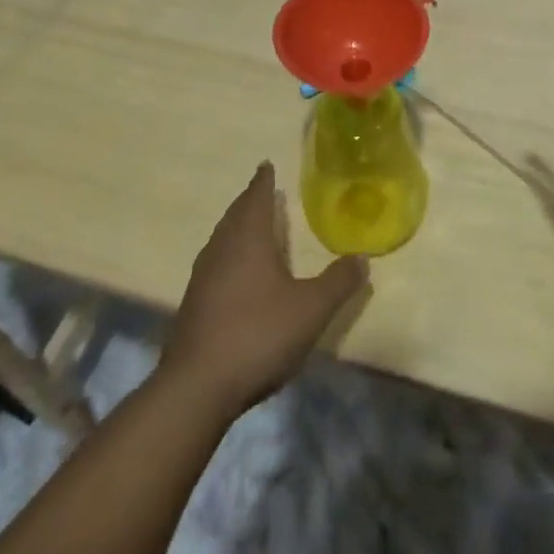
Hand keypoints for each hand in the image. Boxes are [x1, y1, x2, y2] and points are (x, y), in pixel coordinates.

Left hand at [159, 162, 368, 419]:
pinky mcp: (192, 306)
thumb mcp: (311, 309)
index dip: (263, 182)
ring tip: (248, 226)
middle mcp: (221, 251)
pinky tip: (234, 273)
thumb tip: (361, 257)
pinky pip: (214, 264)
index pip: (256, 199)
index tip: (266, 165)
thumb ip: (338, 282)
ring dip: (236, 227)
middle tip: (261, 191)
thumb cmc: (258, 334)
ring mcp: (202, 279)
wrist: (197, 387)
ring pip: (221, 240)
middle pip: (235, 216)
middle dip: (249, 201)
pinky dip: (227, 255)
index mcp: (248, 240)